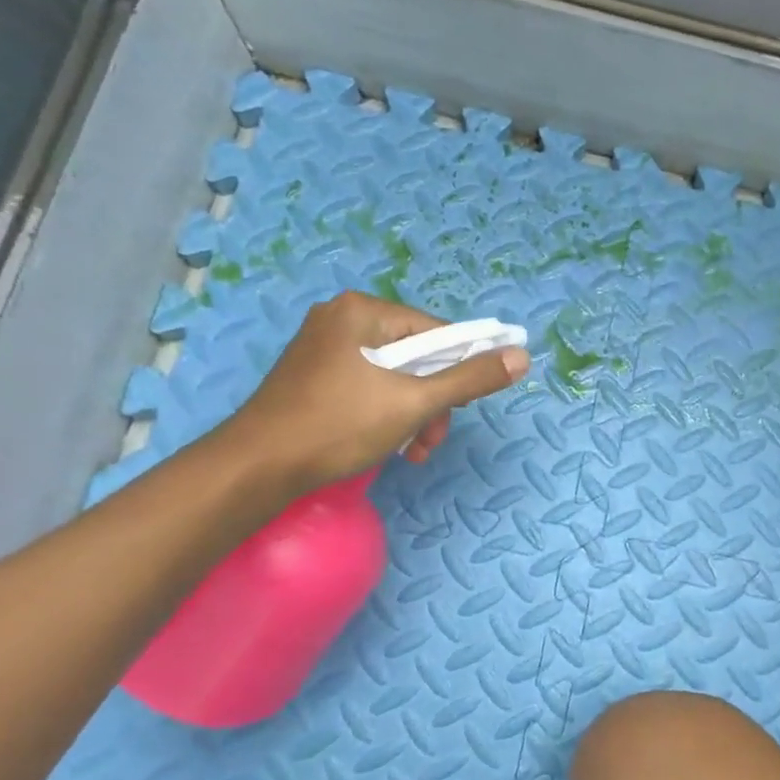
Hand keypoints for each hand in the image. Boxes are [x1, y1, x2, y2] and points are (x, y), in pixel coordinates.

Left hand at [220, 292, 529, 496]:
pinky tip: (391, 445)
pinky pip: (370, 386)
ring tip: (414, 451)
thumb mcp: (414, 403)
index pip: (436, 331)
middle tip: (433, 438)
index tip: (464, 407)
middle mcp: (342, 319)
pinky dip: (388, 414)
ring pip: (395, 376)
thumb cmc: (338, 426)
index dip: (461, 368)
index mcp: (363, 312)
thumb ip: (470, 379)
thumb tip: (521, 357)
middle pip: (416, 356)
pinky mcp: (315, 376)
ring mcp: (325, 348)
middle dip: (433, 401)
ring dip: (415, 414)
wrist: (258, 467)